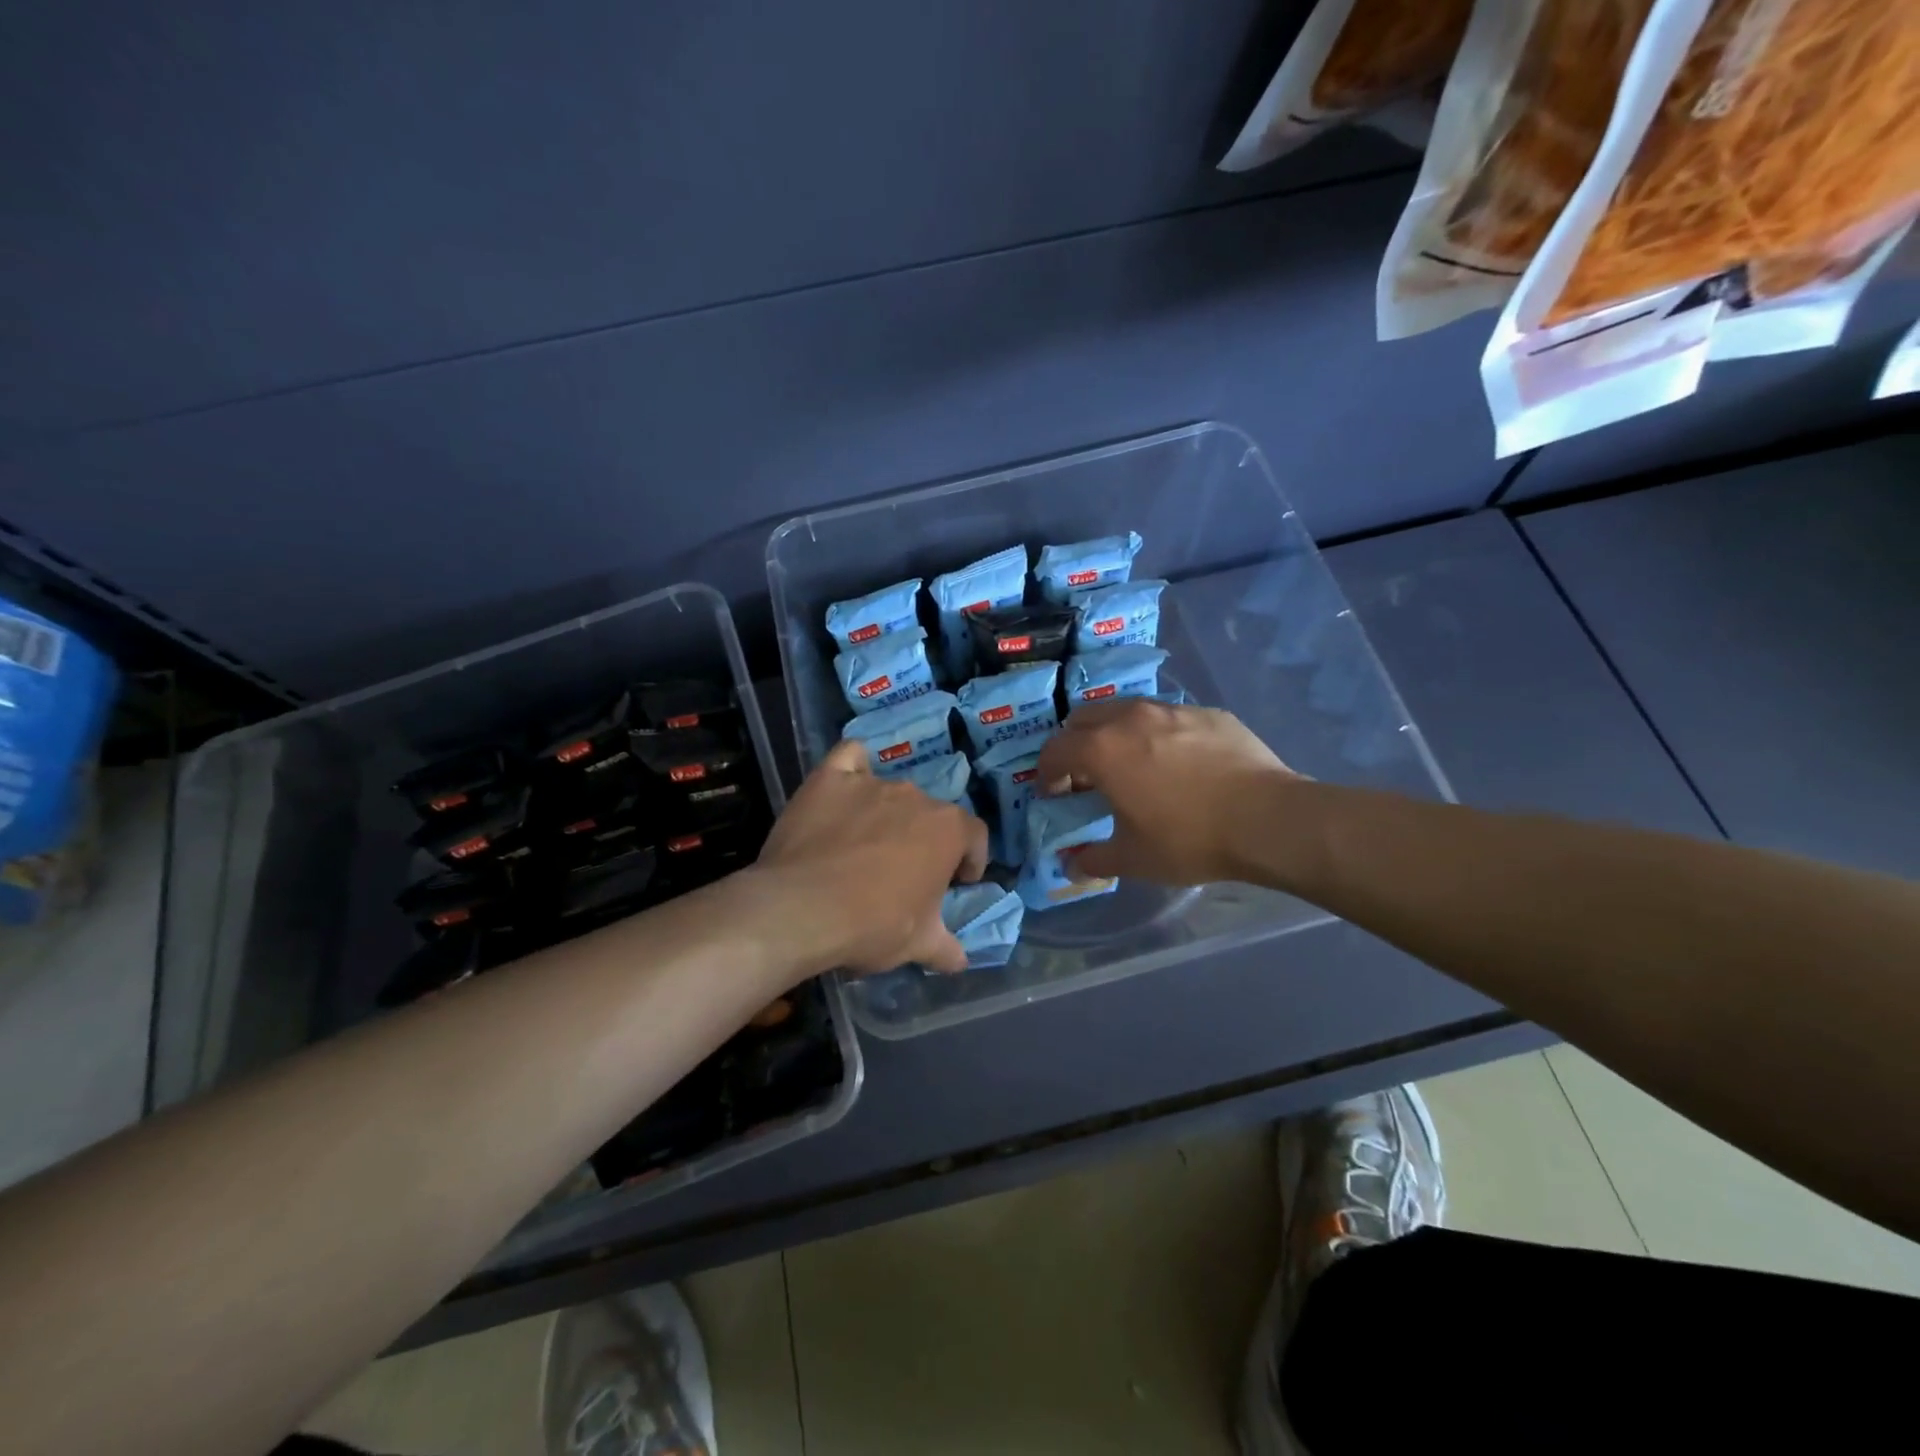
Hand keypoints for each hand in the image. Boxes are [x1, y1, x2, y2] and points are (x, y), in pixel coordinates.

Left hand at [752, 739, 988, 975]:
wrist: (801, 910)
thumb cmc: (872, 926)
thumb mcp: (917, 945)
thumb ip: (945, 948)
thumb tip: (961, 962)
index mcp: (948, 830)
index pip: (974, 835)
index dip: (970, 858)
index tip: (957, 881)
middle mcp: (915, 797)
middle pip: (930, 814)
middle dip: (924, 840)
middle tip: (905, 872)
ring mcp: (871, 783)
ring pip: (891, 791)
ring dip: (888, 814)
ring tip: (866, 844)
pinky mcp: (829, 778)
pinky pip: (850, 758)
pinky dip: (853, 768)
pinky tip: (845, 785)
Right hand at [1036, 699, 1298, 885]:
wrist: (1268, 819)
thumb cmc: (1189, 839)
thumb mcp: (1133, 859)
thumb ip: (1094, 859)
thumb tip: (1071, 866)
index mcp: (1102, 750)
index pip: (1055, 750)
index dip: (1047, 773)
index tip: (1054, 793)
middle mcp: (1130, 718)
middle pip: (1084, 718)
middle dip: (1075, 744)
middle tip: (1086, 775)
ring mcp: (1172, 710)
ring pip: (1127, 711)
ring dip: (1115, 733)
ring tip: (1131, 764)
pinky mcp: (1208, 713)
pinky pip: (1168, 717)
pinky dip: (1158, 734)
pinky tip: (1178, 763)